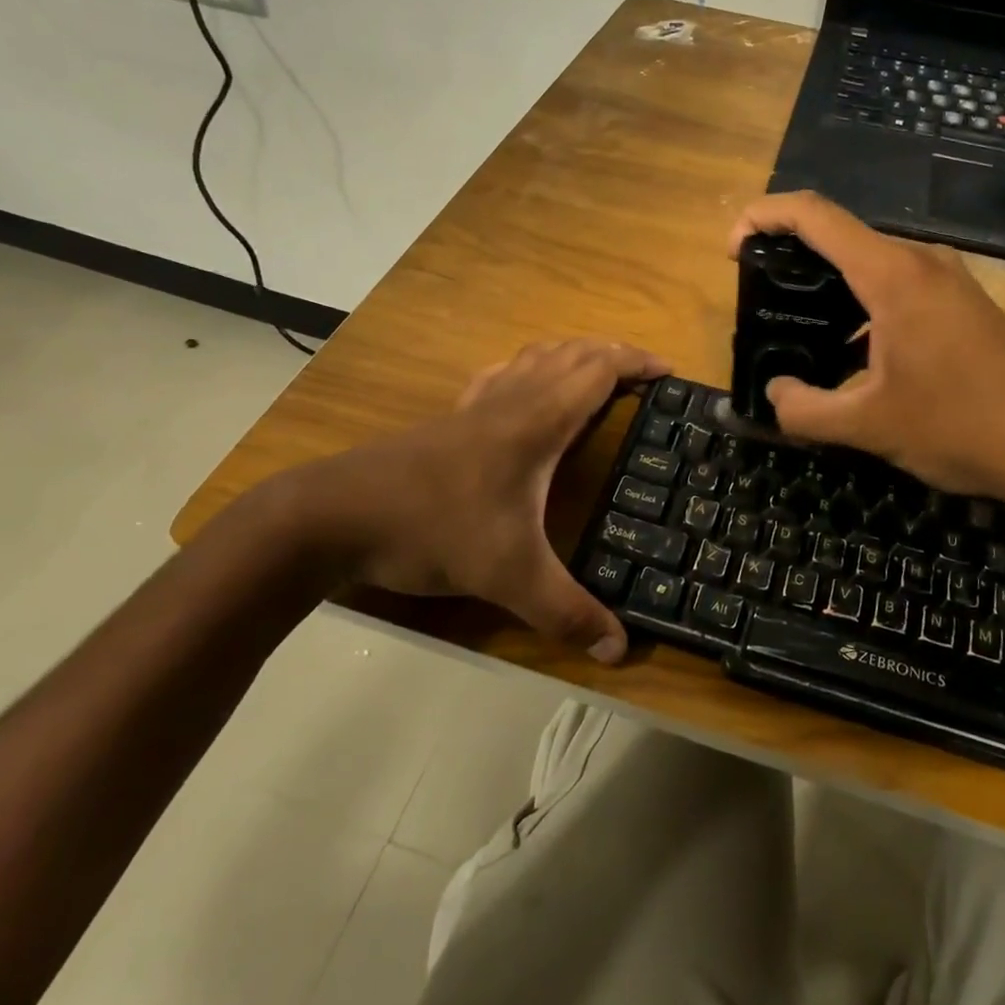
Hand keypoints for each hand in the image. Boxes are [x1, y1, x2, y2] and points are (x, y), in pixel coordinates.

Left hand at [287, 339, 668, 662]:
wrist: (335, 515)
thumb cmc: (433, 528)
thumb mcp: (508, 576)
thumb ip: (566, 612)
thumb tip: (620, 650)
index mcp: (536, 421)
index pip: (597, 370)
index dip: (636, 362)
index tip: (670, 370)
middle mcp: (511, 400)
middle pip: (571, 353)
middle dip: (613, 354)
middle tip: (645, 374)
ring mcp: (475, 405)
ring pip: (535, 357)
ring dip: (573, 355)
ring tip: (597, 375)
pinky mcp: (449, 418)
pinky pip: (502, 375)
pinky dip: (530, 369)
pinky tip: (524, 391)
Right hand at [729, 192, 1004, 508]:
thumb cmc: (959, 427)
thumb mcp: (867, 426)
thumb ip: (804, 410)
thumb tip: (775, 393)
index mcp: (892, 275)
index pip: (815, 214)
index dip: (763, 216)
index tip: (733, 248)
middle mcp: (921, 262)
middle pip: (841, 235)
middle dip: (791, 256)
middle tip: (761, 298)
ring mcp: (949, 281)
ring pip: (871, 264)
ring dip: (830, 286)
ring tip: (801, 330)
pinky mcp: (964, 304)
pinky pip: (899, 286)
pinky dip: (863, 306)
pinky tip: (856, 356)